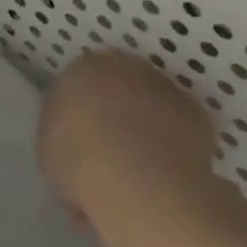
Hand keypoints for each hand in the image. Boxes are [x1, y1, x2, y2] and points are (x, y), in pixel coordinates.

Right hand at [39, 50, 221, 218]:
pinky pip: (177, 133)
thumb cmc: (80, 158)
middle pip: (118, 91)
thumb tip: (76, 139)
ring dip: (145, 134)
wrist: (138, 178)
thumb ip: (62, 132)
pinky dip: (172, 151)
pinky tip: (162, 180)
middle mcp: (126, 66)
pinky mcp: (196, 113)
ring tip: (136, 179)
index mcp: (83, 67)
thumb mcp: (49, 147)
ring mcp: (164, 87)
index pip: (80, 84)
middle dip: (114, 118)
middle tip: (107, 159)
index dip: (80, 116)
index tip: (79, 144)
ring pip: (149, 111)